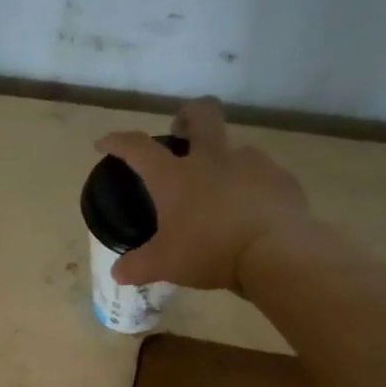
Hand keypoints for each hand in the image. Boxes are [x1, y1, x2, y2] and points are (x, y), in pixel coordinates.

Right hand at [95, 98, 311, 292]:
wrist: (276, 253)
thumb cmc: (209, 251)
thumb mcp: (164, 264)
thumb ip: (137, 266)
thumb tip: (117, 272)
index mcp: (175, 176)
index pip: (138, 147)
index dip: (117, 141)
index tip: (104, 142)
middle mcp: (212, 159)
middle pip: (202, 115)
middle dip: (188, 114)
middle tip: (181, 128)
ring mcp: (252, 164)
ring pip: (235, 148)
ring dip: (224, 161)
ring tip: (220, 192)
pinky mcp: (281, 180)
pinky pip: (262, 177)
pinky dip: (252, 188)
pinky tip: (250, 212)